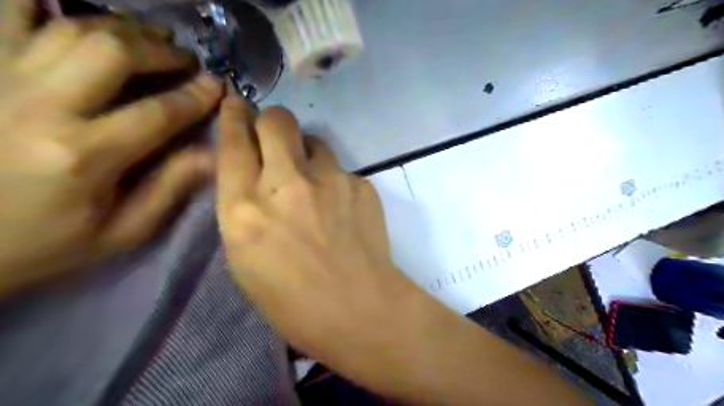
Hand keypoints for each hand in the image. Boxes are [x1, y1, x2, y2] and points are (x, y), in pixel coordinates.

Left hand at [0, 0, 222, 298]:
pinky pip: (4, 12)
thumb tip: (211, 155)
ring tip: (150, 36)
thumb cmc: (42, 242)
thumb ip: (169, 190)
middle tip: (185, 59)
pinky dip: (43, 4)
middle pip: (113, 53)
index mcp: (84, 156)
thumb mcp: (121, 231)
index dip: (196, 96)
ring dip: (122, 26)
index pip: (158, 113)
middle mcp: (40, 106)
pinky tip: (74, 13)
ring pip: (69, 26)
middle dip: (162, 51)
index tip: (217, 86)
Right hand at [215, 96, 428, 378]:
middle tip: (276, 137)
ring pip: (314, 140)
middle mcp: (286, 184)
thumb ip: (244, 210)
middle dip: (272, 121)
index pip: (233, 144)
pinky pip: (342, 170)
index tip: (237, 104)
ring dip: (307, 153)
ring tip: (314, 183)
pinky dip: (336, 181)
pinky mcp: (361, 184)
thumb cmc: (293, 301)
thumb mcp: (245, 259)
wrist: (359, 308)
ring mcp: (330, 180)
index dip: (233, 117)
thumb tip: (252, 176)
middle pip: (277, 121)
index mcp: (245, 210)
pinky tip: (342, 210)